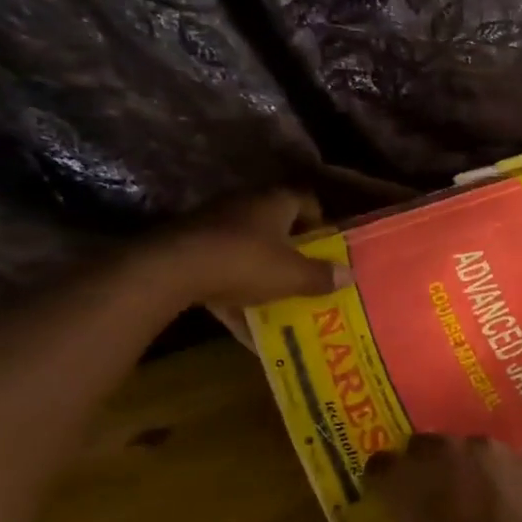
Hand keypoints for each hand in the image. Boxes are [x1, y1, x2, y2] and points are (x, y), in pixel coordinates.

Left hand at [150, 192, 347, 307]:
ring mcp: (212, 223)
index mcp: (274, 202)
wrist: (171, 270)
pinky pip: (220, 267)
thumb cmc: (245, 263)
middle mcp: (244, 204)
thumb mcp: (292, 276)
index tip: (325, 246)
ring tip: (276, 297)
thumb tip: (349, 275)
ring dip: (261, 269)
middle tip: (304, 273)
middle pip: (275, 223)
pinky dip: (232, 290)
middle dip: (290, 249)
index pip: (305, 200)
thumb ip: (321, 276)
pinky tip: (242, 321)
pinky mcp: (188, 245)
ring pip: (246, 246)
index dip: (319, 221)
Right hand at [364, 434, 521, 521]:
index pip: (378, 467)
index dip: (380, 483)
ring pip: (458, 449)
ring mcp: (482, 450)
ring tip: (464, 497)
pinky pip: (490, 459)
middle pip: (419, 448)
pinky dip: (487, 473)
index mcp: (405, 481)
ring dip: (455, 467)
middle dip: (419, 468)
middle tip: (425, 497)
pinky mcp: (516, 457)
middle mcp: (440, 453)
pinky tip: (494, 498)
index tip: (385, 500)